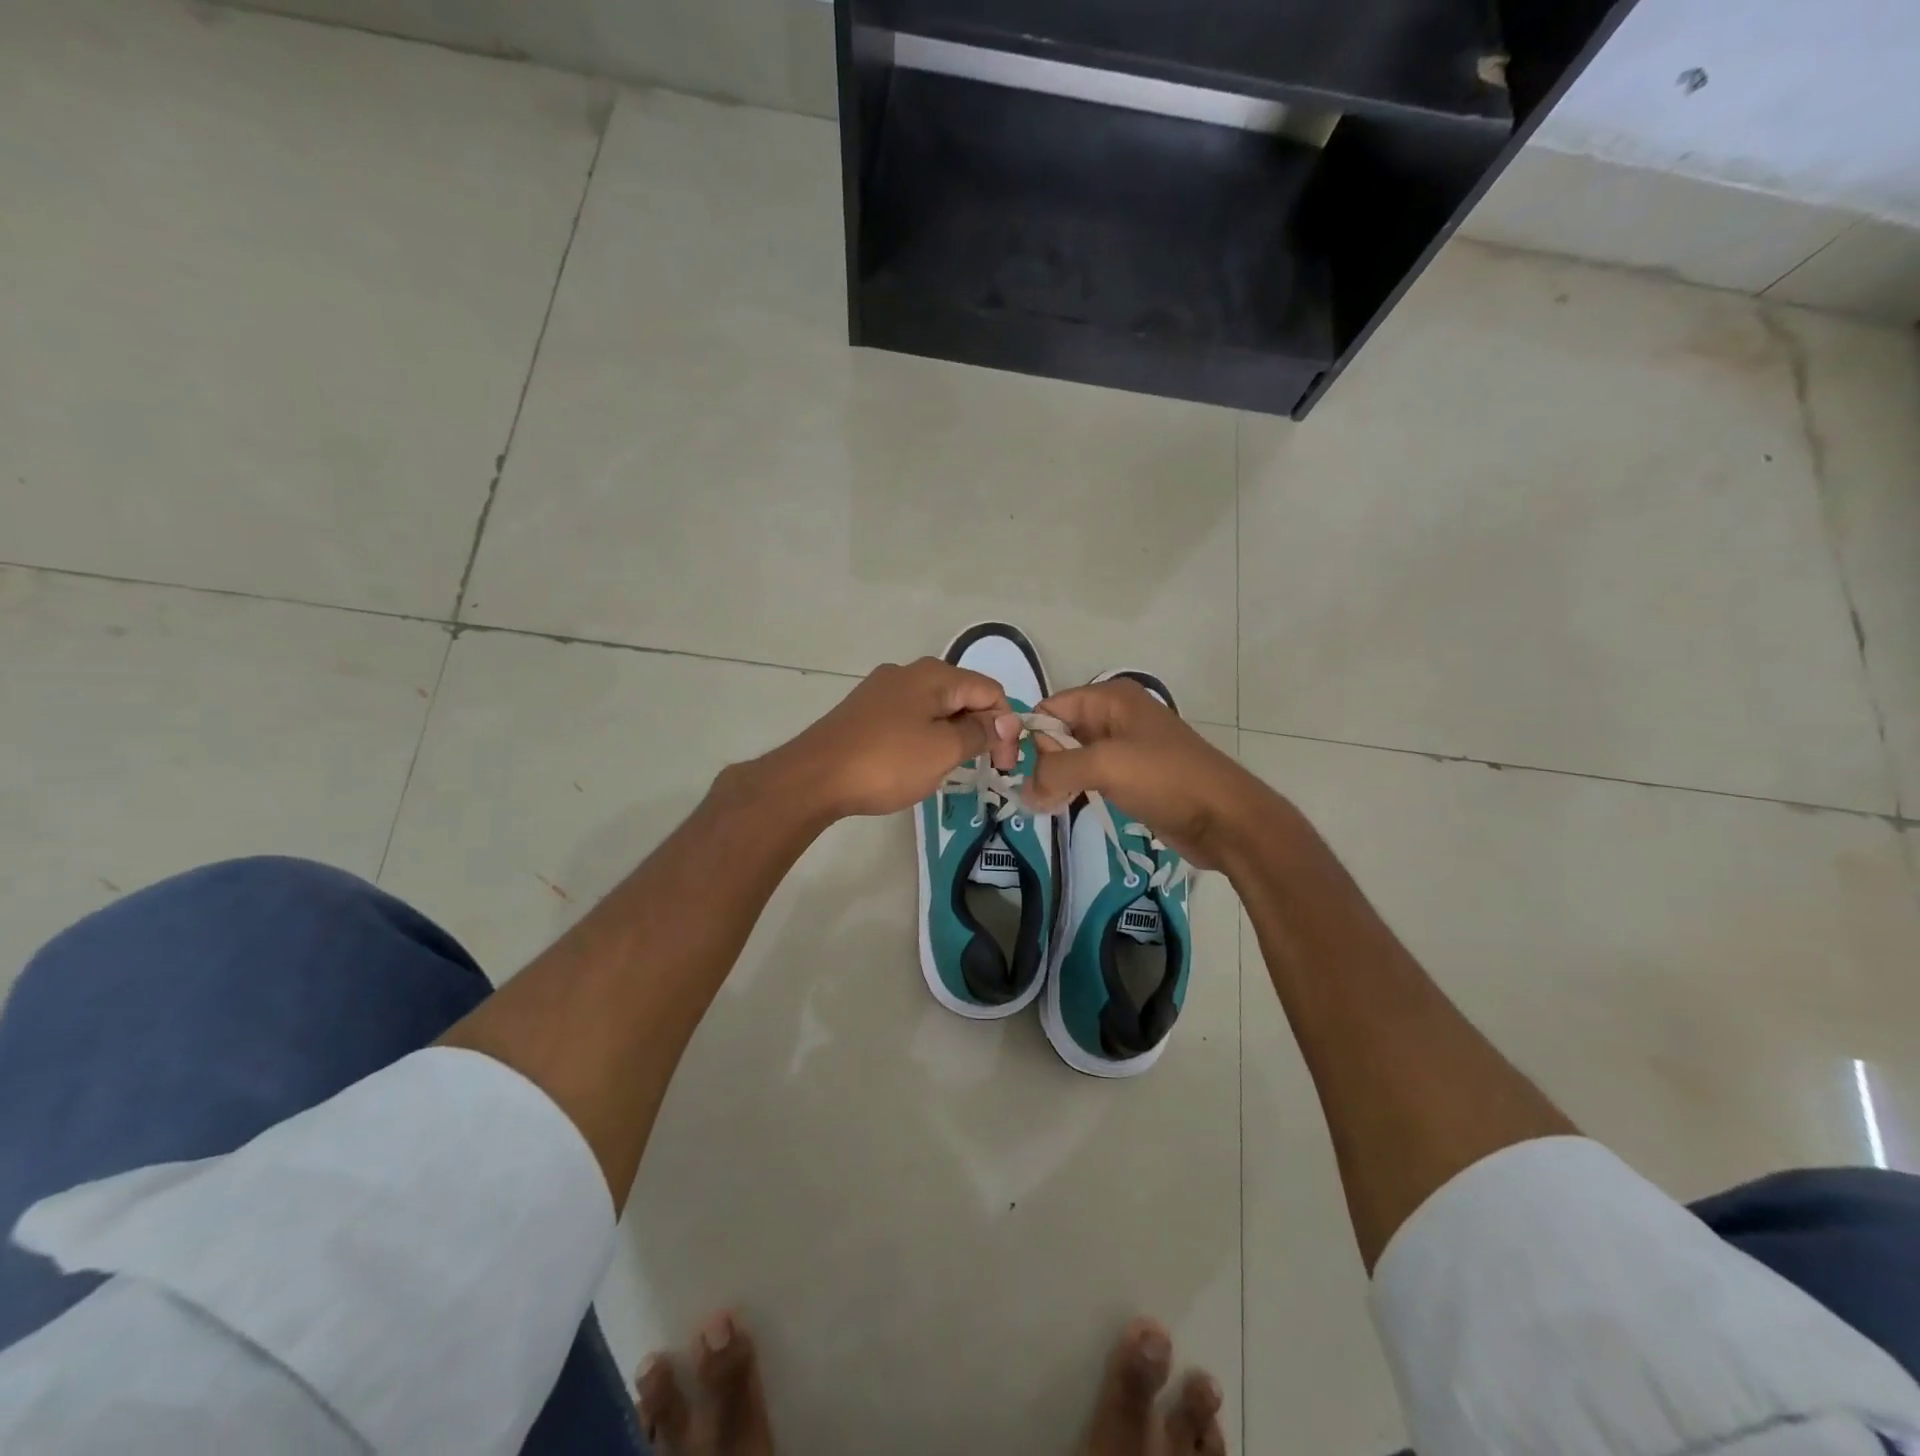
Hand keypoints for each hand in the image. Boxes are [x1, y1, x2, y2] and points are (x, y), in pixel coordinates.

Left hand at [766, 658, 1020, 819]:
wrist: (814, 777)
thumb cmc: (886, 762)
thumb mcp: (943, 750)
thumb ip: (979, 733)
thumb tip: (1005, 721)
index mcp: (934, 675)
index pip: (990, 690)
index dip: (1006, 725)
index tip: (1005, 764)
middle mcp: (909, 672)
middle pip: (963, 696)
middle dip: (980, 729)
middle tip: (983, 768)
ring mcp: (883, 690)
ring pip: (936, 708)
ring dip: (952, 735)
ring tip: (948, 769)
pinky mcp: (865, 711)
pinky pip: (910, 718)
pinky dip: (925, 737)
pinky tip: (916, 763)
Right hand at [1025, 679, 1272, 869]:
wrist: (1225, 818)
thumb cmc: (1165, 779)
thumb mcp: (1105, 765)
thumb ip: (1056, 771)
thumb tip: (1025, 790)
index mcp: (1111, 698)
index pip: (1052, 707)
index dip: (1034, 736)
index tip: (1023, 771)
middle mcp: (1116, 716)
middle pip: (1060, 731)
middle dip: (1044, 761)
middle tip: (1039, 796)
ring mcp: (1125, 747)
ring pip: (1073, 756)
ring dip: (1058, 779)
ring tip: (1049, 806)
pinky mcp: (1132, 776)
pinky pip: (1090, 776)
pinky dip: (1075, 789)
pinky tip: (1067, 807)